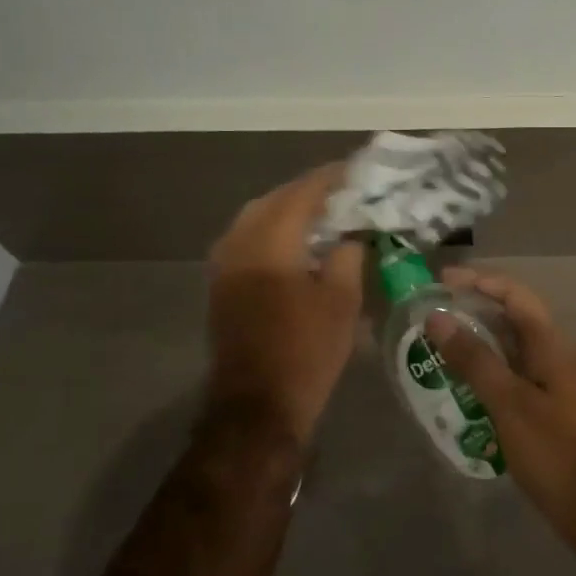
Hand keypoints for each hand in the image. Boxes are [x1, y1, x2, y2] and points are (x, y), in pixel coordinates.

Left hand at [206, 164, 364, 440]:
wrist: (258, 405)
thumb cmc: (307, 351)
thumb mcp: (342, 301)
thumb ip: (348, 257)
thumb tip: (351, 236)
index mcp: (270, 244)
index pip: (301, 195)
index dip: (329, 179)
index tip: (354, 169)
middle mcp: (239, 245)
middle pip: (272, 200)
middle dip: (306, 191)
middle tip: (340, 191)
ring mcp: (224, 266)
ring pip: (254, 218)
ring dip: (286, 210)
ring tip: (320, 214)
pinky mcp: (221, 285)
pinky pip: (245, 239)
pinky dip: (271, 230)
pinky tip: (294, 243)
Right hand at [425, 268, 575, 549]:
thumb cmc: (554, 451)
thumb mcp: (509, 403)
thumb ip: (474, 359)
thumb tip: (438, 318)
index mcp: (553, 344)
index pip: (515, 295)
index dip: (479, 281)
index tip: (440, 282)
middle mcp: (558, 355)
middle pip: (515, 318)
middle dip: (475, 311)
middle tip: (433, 316)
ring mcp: (558, 383)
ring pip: (514, 349)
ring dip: (480, 344)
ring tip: (440, 349)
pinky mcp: (553, 408)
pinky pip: (516, 376)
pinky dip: (490, 373)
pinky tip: (464, 389)